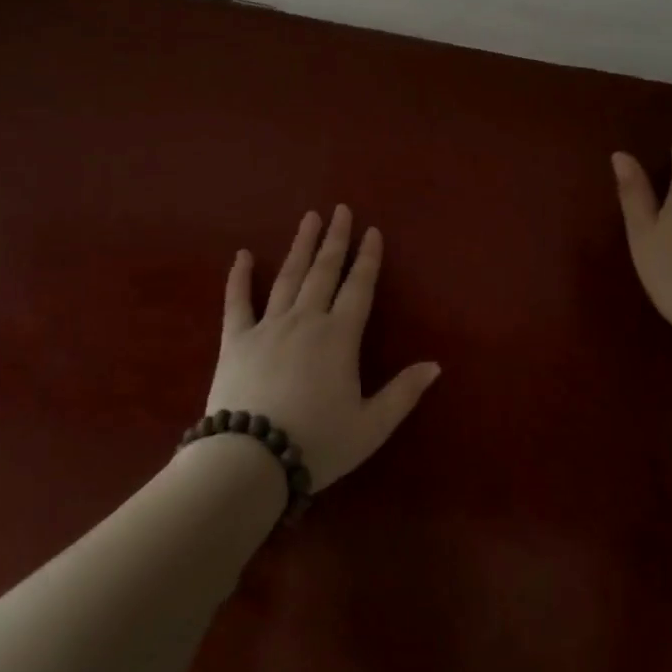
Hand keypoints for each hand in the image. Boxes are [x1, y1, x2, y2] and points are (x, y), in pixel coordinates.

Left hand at [205, 206, 440, 491]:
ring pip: (288, 276)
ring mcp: (268, 326)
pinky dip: (238, 277)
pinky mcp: (235, 340)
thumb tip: (436, 365)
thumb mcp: (371, 426)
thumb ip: (403, 393)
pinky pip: (237, 301)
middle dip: (335, 239)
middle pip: (324, 271)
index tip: (372, 230)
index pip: (359, 287)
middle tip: (339, 210)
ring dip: (300, 246)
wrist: (250, 461)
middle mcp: (306, 320)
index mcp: (340, 336)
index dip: (367, 258)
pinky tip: (242, 255)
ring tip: (308, 218)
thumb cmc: (317, 443)